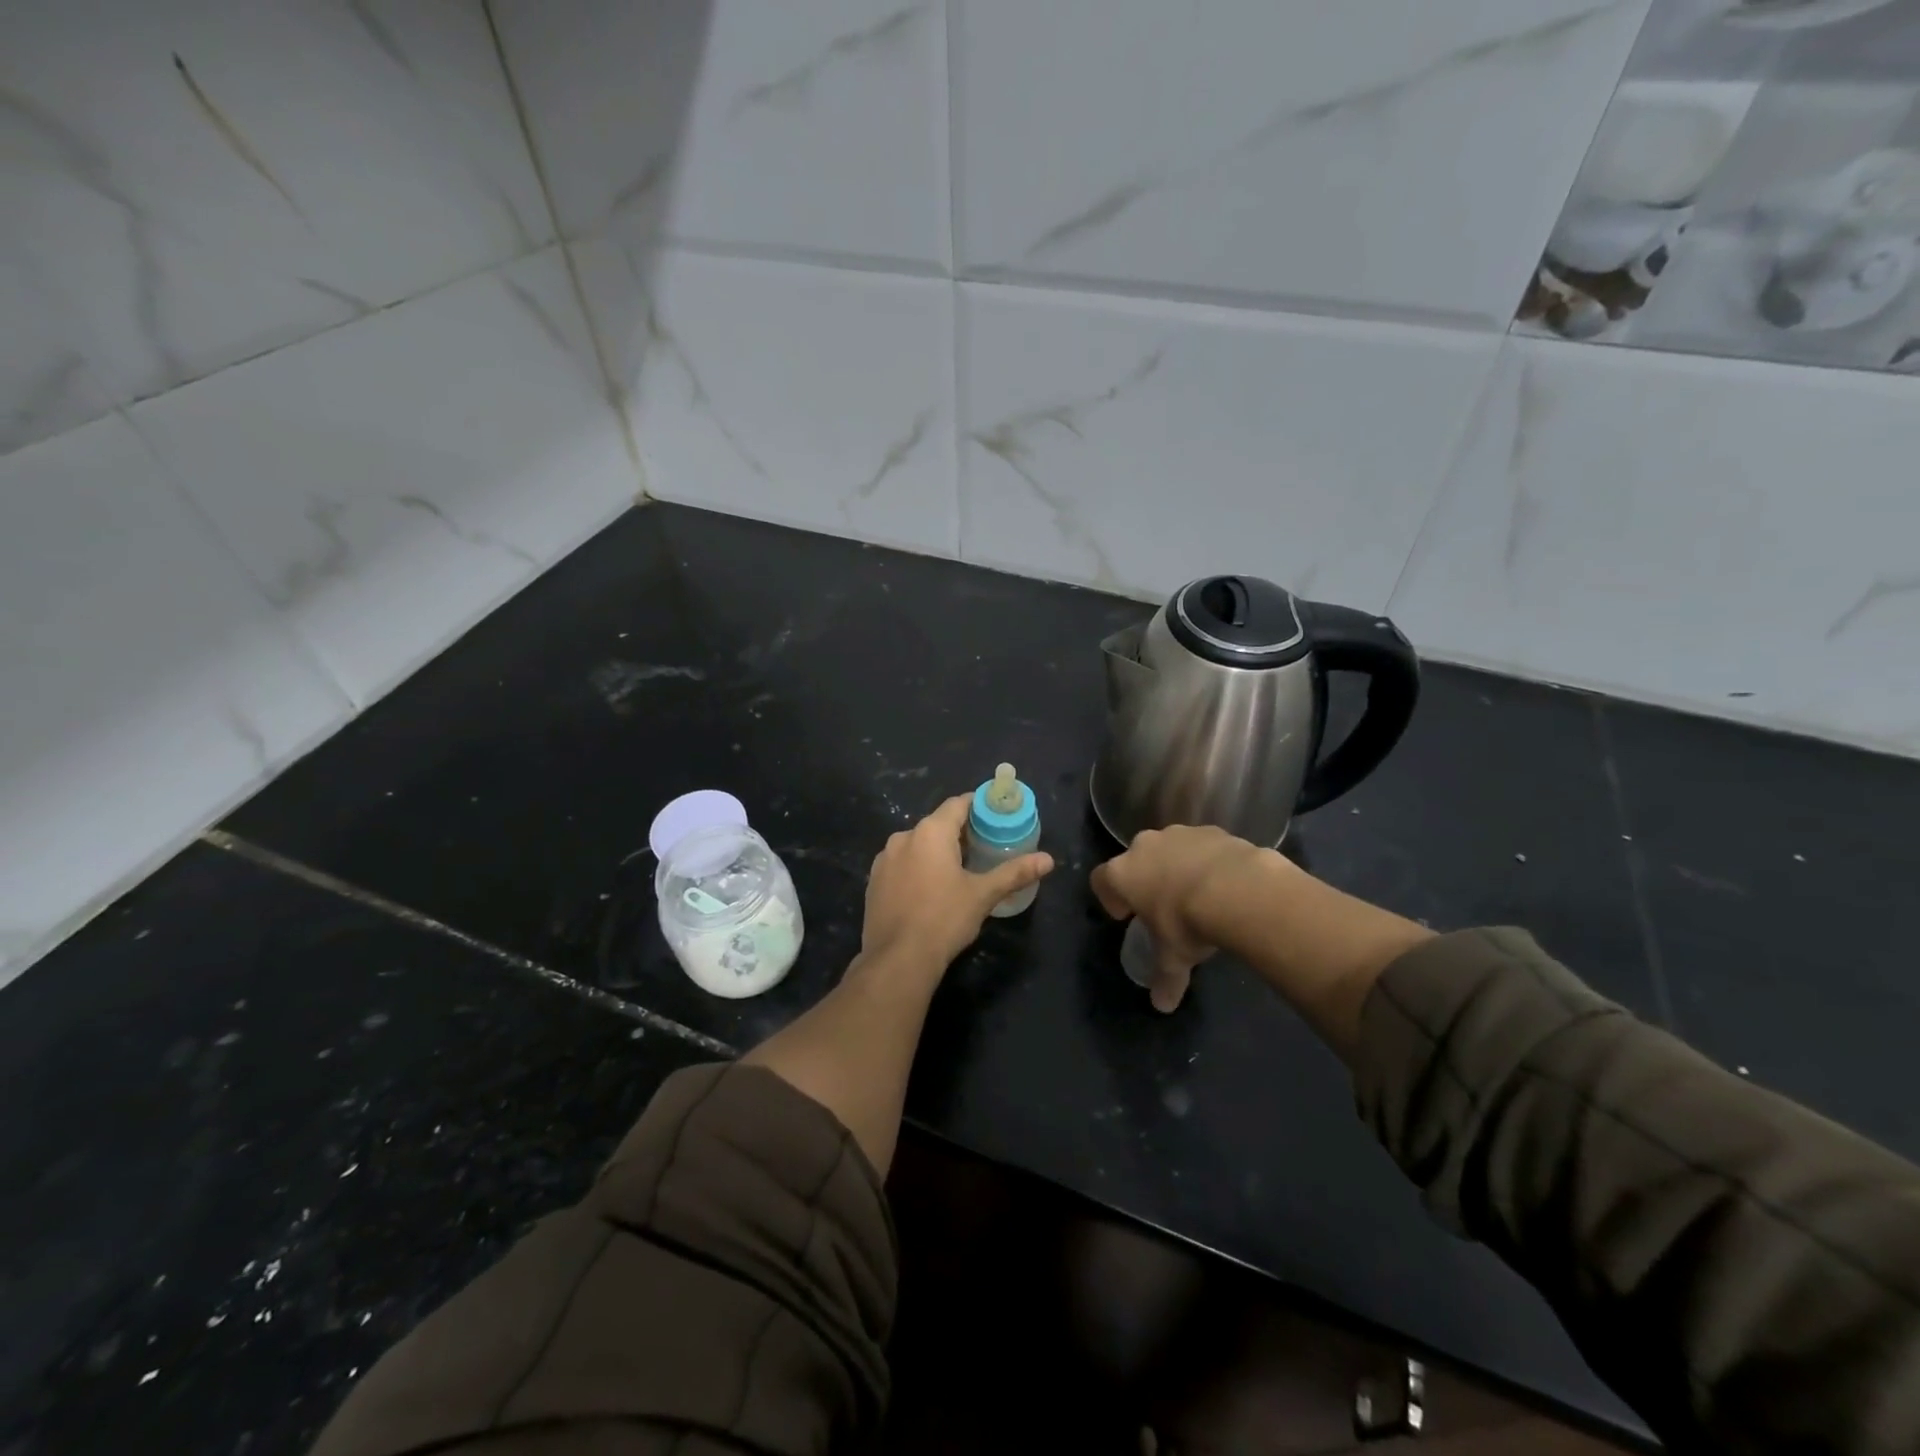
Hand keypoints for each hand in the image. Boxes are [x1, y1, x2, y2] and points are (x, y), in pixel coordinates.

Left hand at [861, 795, 1054, 975]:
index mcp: (930, 832)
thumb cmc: (944, 919)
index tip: (994, 817)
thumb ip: (1014, 873)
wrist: (898, 959)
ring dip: (936, 852)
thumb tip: (1049, 860)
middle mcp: (903, 837)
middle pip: (937, 824)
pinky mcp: (874, 881)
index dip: (978, 807)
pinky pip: (901, 864)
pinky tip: (930, 891)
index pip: (957, 804)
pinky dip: (917, 868)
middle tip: (983, 849)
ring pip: (917, 845)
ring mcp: (884, 860)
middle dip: (959, 833)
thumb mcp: (983, 894)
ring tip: (958, 871)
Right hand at [1091, 826, 1269, 1011]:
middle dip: (1146, 879)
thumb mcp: (1173, 958)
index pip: (1101, 879)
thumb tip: (1162, 1005)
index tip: (1124, 915)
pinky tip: (1224, 884)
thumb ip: (1165, 978)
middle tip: (1163, 905)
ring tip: (1198, 895)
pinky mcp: (1212, 830)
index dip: (1109, 897)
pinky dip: (1208, 861)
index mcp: (1123, 873)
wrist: (1237, 889)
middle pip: (1136, 859)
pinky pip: (1203, 846)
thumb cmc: (1187, 923)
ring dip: (1177, 867)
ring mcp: (1179, 834)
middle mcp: (1145, 846)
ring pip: (1170, 849)